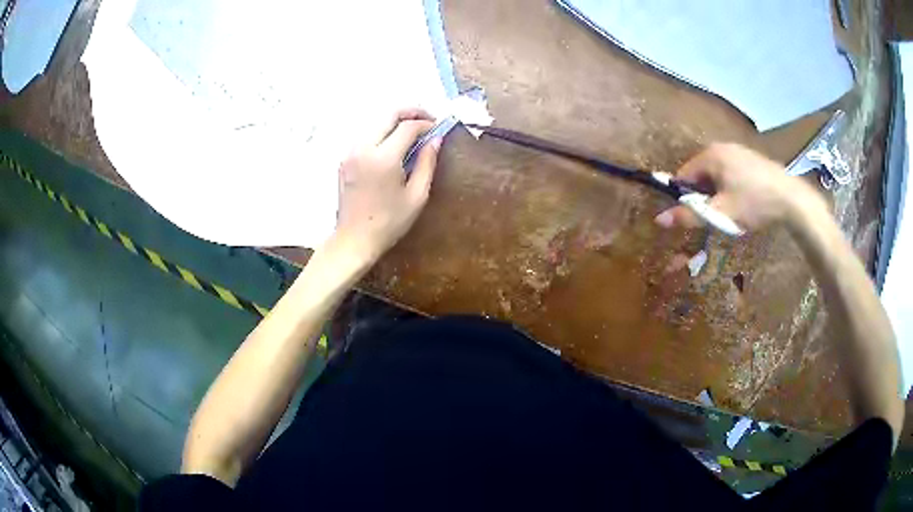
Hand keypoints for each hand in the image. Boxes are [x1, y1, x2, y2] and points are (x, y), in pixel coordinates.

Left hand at [332, 108, 440, 263]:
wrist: (354, 239)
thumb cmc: (389, 222)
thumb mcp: (417, 195)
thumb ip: (427, 162)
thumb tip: (436, 139)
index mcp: (383, 158)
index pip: (407, 127)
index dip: (426, 124)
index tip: (438, 128)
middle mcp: (363, 148)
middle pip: (388, 115)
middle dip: (410, 112)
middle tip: (428, 119)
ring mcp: (350, 152)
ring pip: (375, 122)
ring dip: (395, 121)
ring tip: (413, 131)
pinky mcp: (344, 159)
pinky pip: (366, 135)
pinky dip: (382, 132)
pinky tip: (393, 144)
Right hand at [654, 143, 826, 232]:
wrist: (791, 199)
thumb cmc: (753, 203)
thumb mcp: (720, 213)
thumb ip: (689, 216)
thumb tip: (658, 220)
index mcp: (710, 155)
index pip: (683, 175)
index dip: (685, 197)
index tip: (695, 216)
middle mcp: (721, 147)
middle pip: (700, 174)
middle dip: (704, 196)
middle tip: (716, 216)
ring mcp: (738, 151)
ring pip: (717, 175)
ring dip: (718, 193)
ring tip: (732, 211)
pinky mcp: (751, 158)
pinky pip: (731, 173)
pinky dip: (731, 188)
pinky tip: (745, 202)